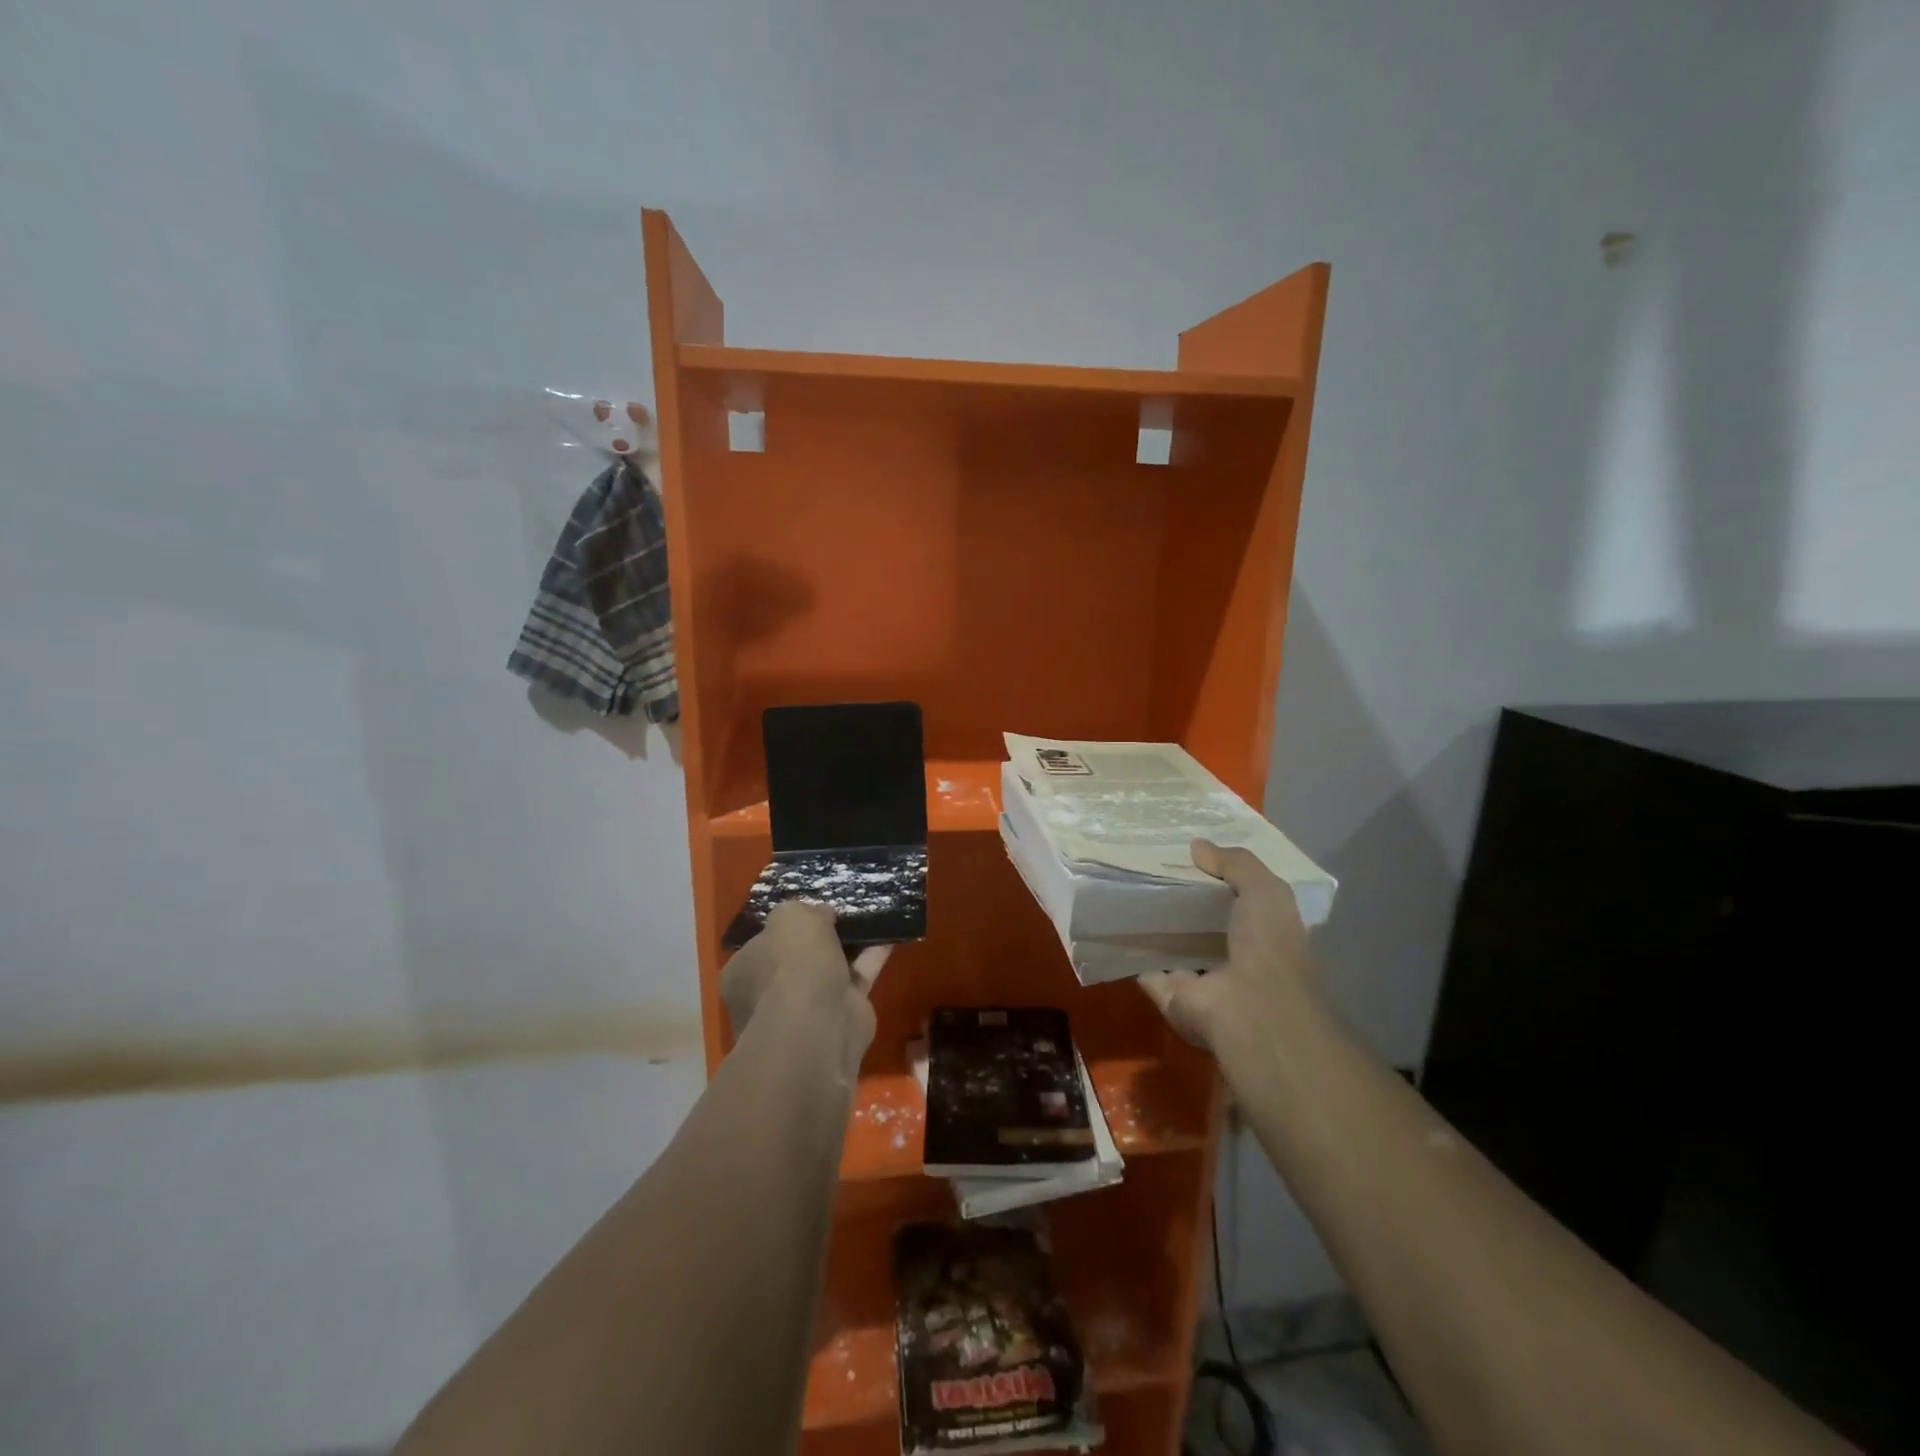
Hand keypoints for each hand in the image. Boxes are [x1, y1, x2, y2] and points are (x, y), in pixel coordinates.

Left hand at [721, 902, 890, 1058]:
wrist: (818, 1022)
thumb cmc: (791, 964)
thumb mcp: (790, 917)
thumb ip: (802, 910)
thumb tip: (819, 915)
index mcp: (743, 971)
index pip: (760, 944)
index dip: (783, 927)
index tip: (807, 910)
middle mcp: (769, 992)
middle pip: (797, 958)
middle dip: (818, 938)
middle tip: (840, 912)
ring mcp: (806, 1007)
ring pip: (829, 967)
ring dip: (849, 945)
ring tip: (869, 915)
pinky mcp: (842, 1013)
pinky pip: (858, 977)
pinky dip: (872, 956)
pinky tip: (889, 933)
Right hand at [1139, 839, 1318, 1053]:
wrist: (1250, 1009)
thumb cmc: (1268, 946)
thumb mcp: (1265, 891)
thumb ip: (1236, 864)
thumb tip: (1197, 845)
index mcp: (1264, 934)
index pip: (1240, 902)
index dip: (1218, 878)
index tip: (1190, 855)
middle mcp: (1234, 958)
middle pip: (1203, 924)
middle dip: (1182, 901)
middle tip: (1151, 867)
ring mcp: (1202, 981)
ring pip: (1174, 946)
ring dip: (1156, 927)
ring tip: (1126, 890)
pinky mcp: (1171, 996)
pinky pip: (1147, 969)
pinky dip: (1132, 952)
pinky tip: (1114, 924)